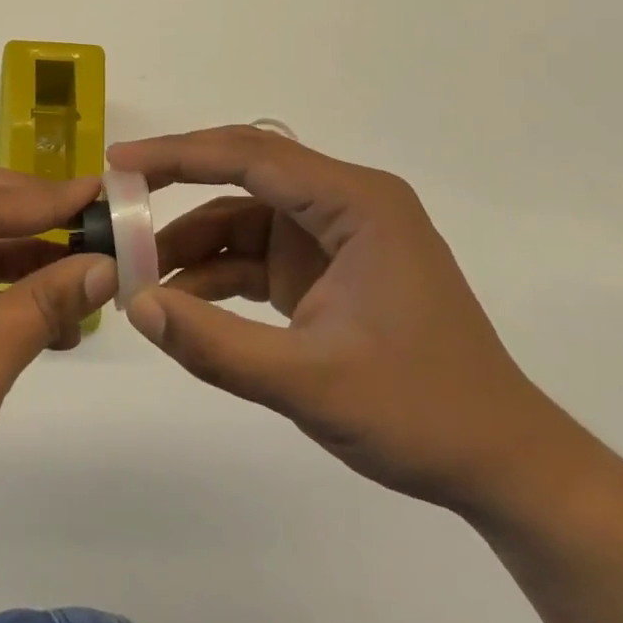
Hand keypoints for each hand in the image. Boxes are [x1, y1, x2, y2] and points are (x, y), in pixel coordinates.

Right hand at [109, 126, 571, 515]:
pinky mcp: (325, 269)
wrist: (504, 467)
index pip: (251, 156)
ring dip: (192, 242)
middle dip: (177, 184)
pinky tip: (179, 301)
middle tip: (117, 201)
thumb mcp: (310, 382)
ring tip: (138, 273)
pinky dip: (216, 273)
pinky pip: (255, 254)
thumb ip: (215, 344)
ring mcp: (334, 236)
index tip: (119, 164)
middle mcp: (345, 204)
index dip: (179, 155)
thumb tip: (135, 305)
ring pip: (243, 216)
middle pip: (244, 172)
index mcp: (356, 204)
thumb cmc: (422, 413)